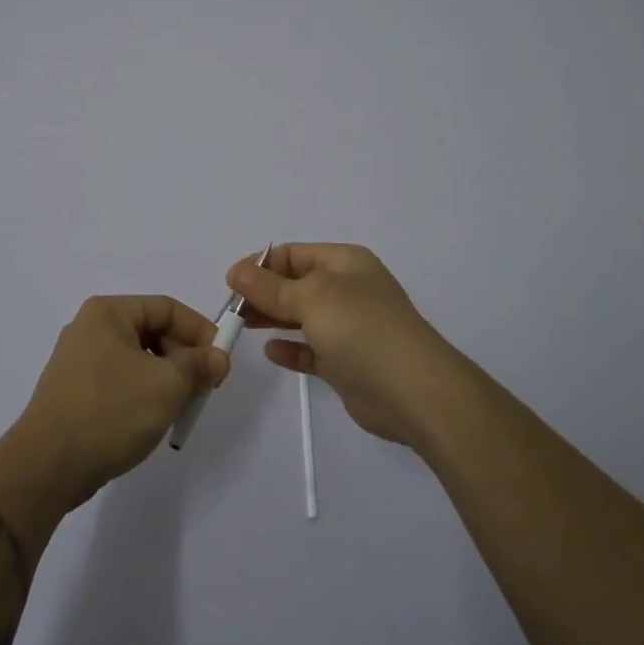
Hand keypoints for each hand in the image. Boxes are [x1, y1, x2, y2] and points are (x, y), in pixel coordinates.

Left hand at [16, 295, 227, 507]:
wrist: (47, 466)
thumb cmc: (111, 411)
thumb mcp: (167, 385)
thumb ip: (198, 365)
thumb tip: (217, 357)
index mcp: (108, 313)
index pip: (167, 308)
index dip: (199, 330)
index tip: (221, 361)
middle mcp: (89, 328)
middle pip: (152, 332)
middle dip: (183, 359)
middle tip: (203, 390)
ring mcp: (77, 362)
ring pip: (137, 360)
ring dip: (165, 380)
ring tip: (179, 409)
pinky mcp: (72, 392)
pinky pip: (119, 382)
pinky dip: (141, 395)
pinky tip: (150, 421)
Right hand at [228, 244, 466, 448]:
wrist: (413, 391)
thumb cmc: (361, 328)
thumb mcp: (312, 297)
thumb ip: (271, 287)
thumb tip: (237, 271)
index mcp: (345, 262)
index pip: (293, 253)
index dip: (260, 264)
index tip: (230, 282)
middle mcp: (348, 290)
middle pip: (296, 284)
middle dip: (263, 292)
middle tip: (231, 309)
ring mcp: (349, 327)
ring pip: (301, 316)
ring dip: (272, 318)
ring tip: (240, 326)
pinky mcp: (347, 363)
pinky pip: (312, 350)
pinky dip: (291, 349)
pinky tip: (271, 352)